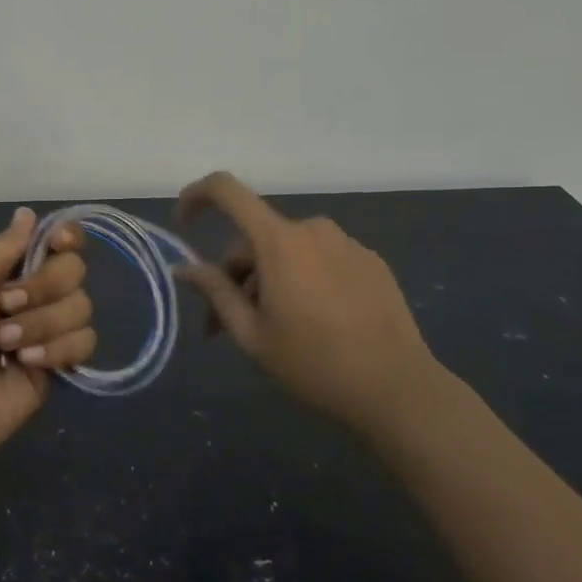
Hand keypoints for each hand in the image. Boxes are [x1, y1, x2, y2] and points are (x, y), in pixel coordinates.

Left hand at [0, 209, 95, 471]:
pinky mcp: (55, 368)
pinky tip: (24, 364)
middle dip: (42, 287)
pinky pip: (83, 344)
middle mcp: (28, 294)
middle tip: (5, 306)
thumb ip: (4, 244)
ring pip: (81, 308)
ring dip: (41, 324)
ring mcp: (43, 331)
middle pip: (73, 271)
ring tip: (4, 345)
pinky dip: (56, 350)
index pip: (55, 240)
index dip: (65, 238)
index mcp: (3, 267)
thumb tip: (28, 213)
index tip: (58, 244)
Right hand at [175, 172, 435, 423]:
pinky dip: (302, 279)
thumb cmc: (315, 364)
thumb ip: (215, 293)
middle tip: (222, 326)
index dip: (197, 195)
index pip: (227, 191)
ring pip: (288, 251)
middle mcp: (313, 229)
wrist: (399, 390)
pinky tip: (312, 323)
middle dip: (233, 275)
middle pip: (255, 238)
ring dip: (268, 279)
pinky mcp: (371, 262)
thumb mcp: (252, 335)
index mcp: (279, 241)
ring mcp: (347, 244)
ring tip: (269, 329)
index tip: (182, 222)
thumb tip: (184, 268)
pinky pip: (320, 259)